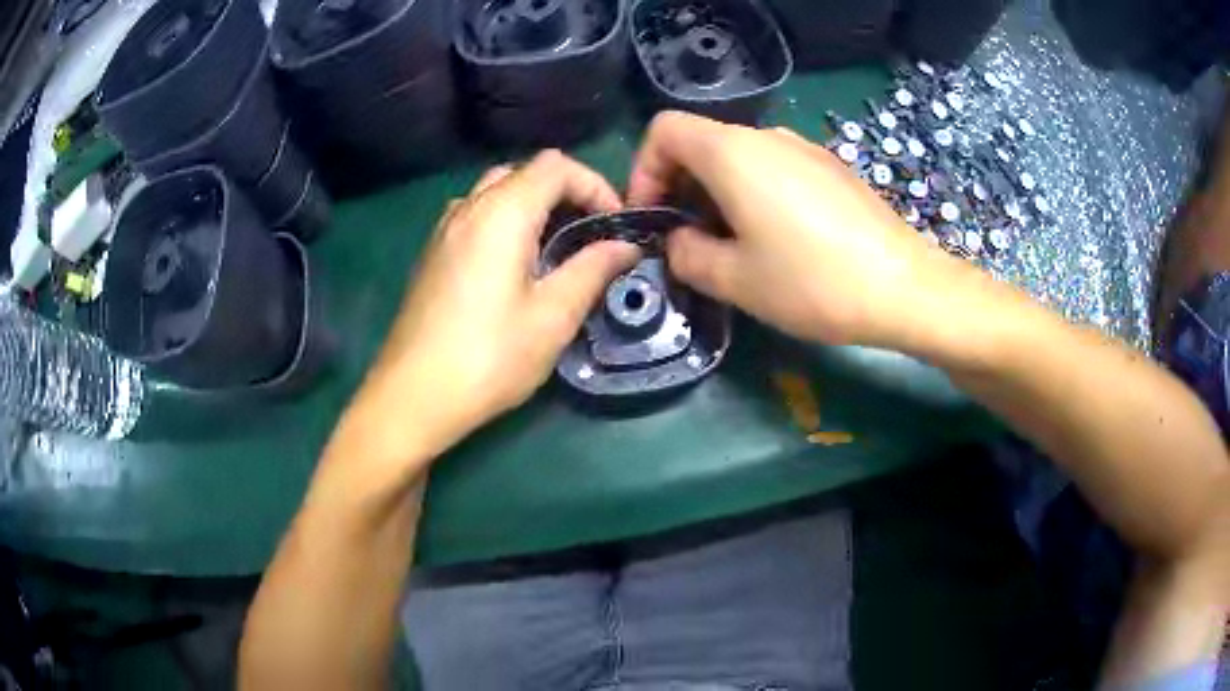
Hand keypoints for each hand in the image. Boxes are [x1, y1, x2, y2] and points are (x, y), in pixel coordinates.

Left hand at [356, 151, 639, 456]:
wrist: (412, 397)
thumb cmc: (488, 358)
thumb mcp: (552, 317)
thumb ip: (592, 270)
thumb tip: (625, 246)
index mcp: (501, 212)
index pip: (555, 165)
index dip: (594, 184)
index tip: (614, 226)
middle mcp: (468, 207)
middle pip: (524, 172)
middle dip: (565, 193)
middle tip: (589, 235)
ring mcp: (444, 230)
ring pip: (496, 191)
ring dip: (533, 207)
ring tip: (555, 250)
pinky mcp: (432, 254)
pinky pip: (476, 216)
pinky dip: (506, 222)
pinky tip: (515, 268)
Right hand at [628, 111, 970, 348]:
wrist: (905, 287)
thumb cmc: (812, 281)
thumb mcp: (734, 280)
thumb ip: (686, 255)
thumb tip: (680, 241)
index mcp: (732, 152)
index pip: (664, 130)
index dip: (644, 169)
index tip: (654, 217)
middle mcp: (768, 137)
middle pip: (702, 143)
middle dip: (682, 188)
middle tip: (690, 242)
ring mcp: (805, 150)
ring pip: (740, 158)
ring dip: (719, 195)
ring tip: (735, 248)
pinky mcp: (832, 170)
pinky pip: (776, 170)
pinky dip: (756, 195)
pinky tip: (780, 242)